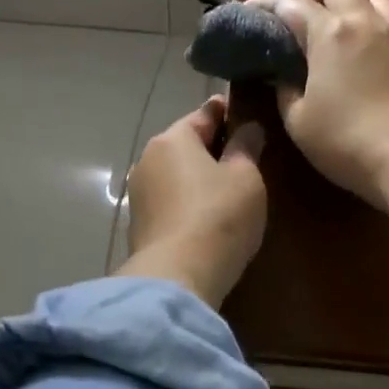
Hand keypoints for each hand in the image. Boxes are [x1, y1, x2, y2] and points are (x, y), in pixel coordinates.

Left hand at [118, 97, 267, 307]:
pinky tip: (207, 215)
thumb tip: (248, 127)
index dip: (229, 112)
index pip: (204, 113)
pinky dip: (188, 202)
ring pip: (175, 174)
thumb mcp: (245, 177)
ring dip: (198, 177)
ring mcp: (139, 194)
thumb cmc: (218, 216)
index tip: (249, 114)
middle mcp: (147, 160)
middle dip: (212, 147)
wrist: (177, 276)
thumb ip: (246, 146)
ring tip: (228, 188)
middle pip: (185, 144)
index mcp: (171, 140)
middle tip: (245, 154)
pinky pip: (170, 202)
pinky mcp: (139, 226)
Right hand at [245, 0, 388, 209]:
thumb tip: (284, 75)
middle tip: (302, 24)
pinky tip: (374, 60)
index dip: (265, 3)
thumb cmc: (345, 141)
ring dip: (354, 7)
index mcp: (329, 34)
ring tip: (344, 36)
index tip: (250, 12)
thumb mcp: (298, 121)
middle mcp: (365, 22)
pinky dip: (380, 33)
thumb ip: (285, 89)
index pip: (289, 2)